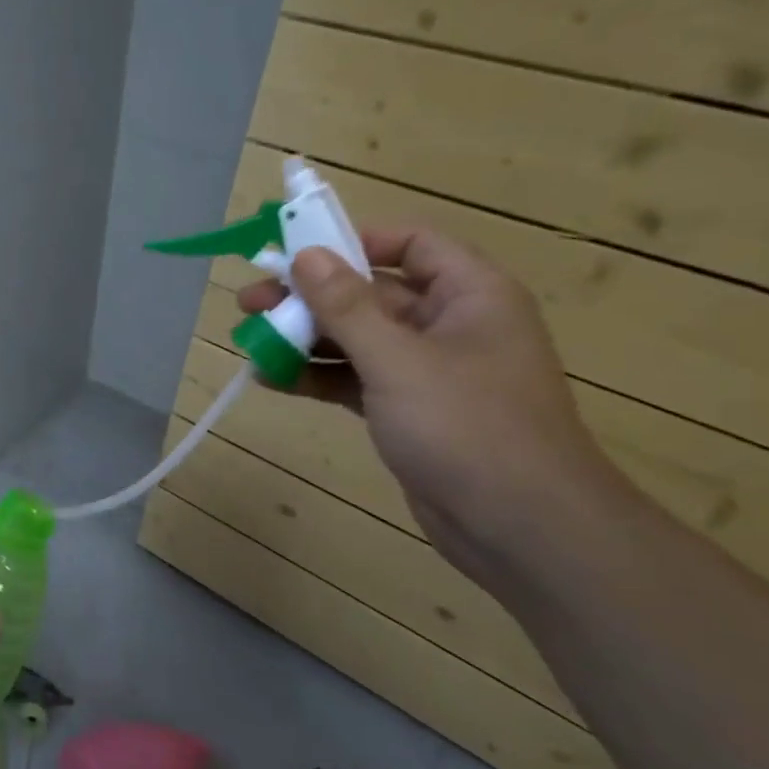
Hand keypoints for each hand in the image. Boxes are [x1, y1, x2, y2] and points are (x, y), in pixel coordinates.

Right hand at [236, 228, 619, 573]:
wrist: (519, 527)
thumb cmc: (467, 427)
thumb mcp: (398, 360)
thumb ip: (347, 306)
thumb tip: (305, 255)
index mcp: (469, 295)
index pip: (410, 244)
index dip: (353, 240)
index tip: (296, 252)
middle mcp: (449, 324)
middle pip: (370, 294)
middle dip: (310, 297)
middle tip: (249, 301)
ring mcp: (427, 371)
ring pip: (357, 339)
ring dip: (305, 338)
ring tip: (250, 340)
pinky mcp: (407, 411)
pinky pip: (355, 379)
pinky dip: (316, 377)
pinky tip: (271, 378)